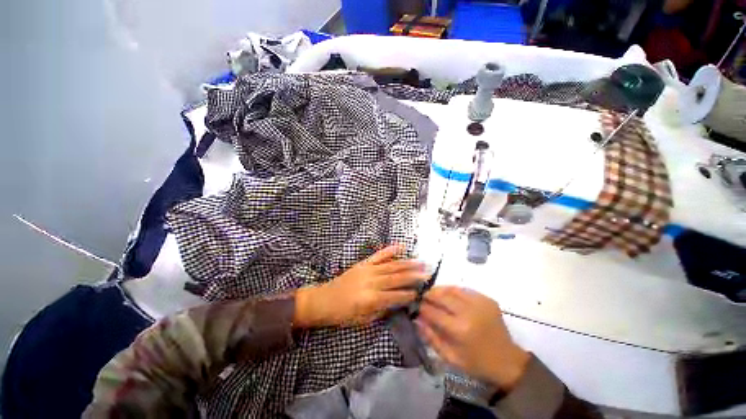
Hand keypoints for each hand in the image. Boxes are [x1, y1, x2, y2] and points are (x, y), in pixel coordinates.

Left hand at [294, 245, 428, 326]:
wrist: (324, 300)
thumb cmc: (343, 314)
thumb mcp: (363, 320)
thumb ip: (381, 310)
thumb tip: (397, 303)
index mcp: (372, 299)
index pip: (396, 296)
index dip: (409, 295)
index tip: (421, 293)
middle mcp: (372, 282)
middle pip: (397, 278)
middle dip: (414, 276)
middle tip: (428, 273)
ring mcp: (368, 270)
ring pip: (392, 265)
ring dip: (407, 263)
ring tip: (421, 261)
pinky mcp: (364, 263)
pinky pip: (379, 255)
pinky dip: (391, 250)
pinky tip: (401, 246)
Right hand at [416, 286, 529, 390]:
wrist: (508, 361)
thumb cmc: (477, 363)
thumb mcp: (450, 357)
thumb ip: (431, 337)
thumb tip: (417, 319)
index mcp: (459, 329)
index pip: (433, 312)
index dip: (422, 307)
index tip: (416, 306)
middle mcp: (469, 312)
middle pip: (442, 296)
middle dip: (429, 295)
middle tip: (422, 296)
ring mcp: (479, 303)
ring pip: (453, 289)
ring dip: (440, 290)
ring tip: (433, 293)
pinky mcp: (487, 300)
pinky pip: (465, 290)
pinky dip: (454, 291)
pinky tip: (450, 295)